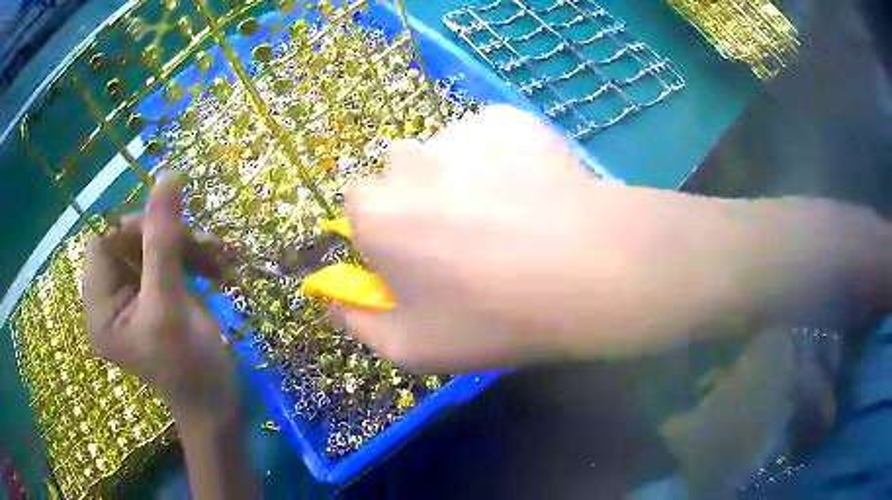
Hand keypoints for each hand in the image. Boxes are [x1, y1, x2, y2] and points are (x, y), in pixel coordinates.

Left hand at [82, 172, 235, 416]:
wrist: (218, 406)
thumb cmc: (189, 368)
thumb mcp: (170, 304)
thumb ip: (163, 239)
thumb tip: (167, 176)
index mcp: (100, 306)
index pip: (104, 241)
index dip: (134, 227)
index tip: (172, 232)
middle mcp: (110, 299)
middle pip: (130, 241)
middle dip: (168, 238)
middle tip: (205, 246)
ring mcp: (133, 298)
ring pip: (153, 248)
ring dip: (187, 247)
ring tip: (222, 257)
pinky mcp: (154, 298)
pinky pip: (168, 261)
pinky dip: (193, 259)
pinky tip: (219, 266)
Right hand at [335, 106, 609, 370]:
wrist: (586, 271)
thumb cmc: (491, 317)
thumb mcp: (411, 347)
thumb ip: (357, 322)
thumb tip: (330, 300)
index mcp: (374, 212)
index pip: (359, 206)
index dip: (386, 230)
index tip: (418, 254)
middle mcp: (405, 161)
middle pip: (401, 174)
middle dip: (420, 198)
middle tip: (469, 235)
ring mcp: (460, 132)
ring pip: (448, 152)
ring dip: (464, 175)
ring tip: (511, 213)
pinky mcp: (507, 119)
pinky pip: (492, 136)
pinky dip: (505, 156)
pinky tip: (536, 188)